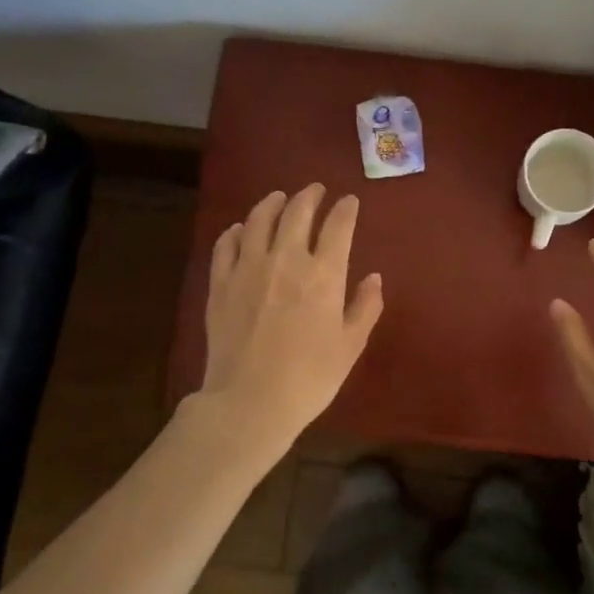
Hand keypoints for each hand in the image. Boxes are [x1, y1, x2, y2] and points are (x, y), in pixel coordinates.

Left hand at [198, 184, 383, 463]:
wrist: (250, 402)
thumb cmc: (310, 377)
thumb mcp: (350, 345)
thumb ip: (365, 307)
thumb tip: (373, 277)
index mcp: (324, 274)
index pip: (338, 226)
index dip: (345, 209)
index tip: (349, 201)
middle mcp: (286, 259)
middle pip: (297, 212)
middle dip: (310, 196)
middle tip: (316, 190)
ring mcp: (248, 268)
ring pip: (258, 220)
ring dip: (272, 203)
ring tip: (279, 198)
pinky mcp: (220, 283)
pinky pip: (226, 245)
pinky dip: (235, 231)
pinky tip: (240, 229)